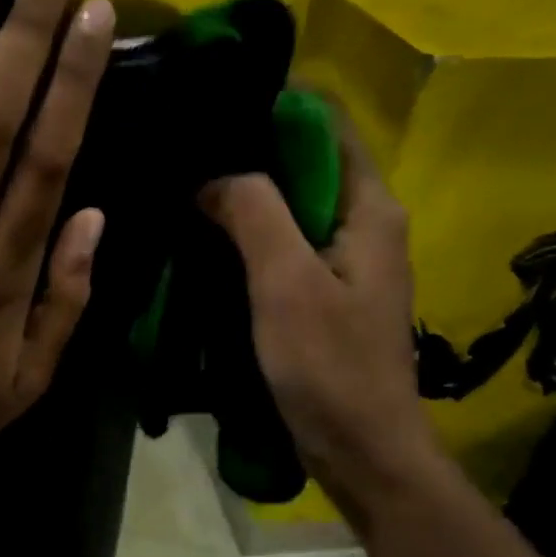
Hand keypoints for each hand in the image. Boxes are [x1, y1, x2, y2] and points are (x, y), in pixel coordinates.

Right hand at [201, 119, 436, 507]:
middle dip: (250, 152)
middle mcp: (364, 224)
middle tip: (186, 152)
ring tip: (186, 187)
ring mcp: (345, 260)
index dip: (276, 108)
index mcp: (369, 208)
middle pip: (306, 163)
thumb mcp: (285, 282)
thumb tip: (213, 174)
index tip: (214, 107)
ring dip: (246, 196)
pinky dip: (250, 234)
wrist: (362, 450)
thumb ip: (254, 213)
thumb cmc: (329, 365)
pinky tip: (207, 237)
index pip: (328, 126)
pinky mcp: (325, 292)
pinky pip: (285, 244)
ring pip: (292, 205)